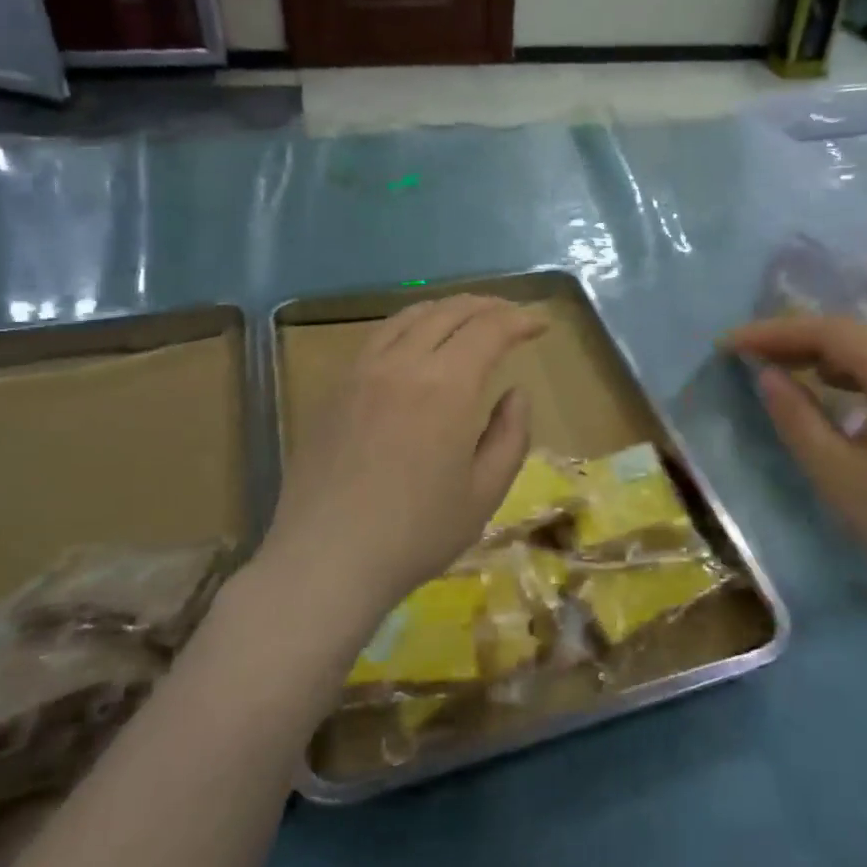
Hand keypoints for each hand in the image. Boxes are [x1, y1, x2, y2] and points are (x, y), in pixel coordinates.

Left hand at [264, 296, 545, 631]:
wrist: (326, 561)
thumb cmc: (416, 534)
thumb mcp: (485, 493)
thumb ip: (510, 435)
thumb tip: (515, 393)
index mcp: (446, 386)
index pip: (489, 330)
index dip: (520, 320)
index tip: (541, 324)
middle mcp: (403, 364)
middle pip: (449, 312)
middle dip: (487, 306)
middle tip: (511, 316)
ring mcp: (362, 371)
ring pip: (409, 316)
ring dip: (447, 309)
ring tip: (468, 318)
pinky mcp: (335, 388)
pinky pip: (378, 337)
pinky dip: (409, 325)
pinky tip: (416, 343)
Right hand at [727, 316, 866, 604]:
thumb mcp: (838, 474)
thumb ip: (797, 418)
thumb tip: (767, 375)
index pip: (830, 332)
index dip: (775, 332)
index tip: (730, 343)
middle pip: (852, 335)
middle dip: (795, 339)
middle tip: (747, 352)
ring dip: (822, 353)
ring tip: (780, 366)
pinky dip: (851, 371)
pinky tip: (831, 388)